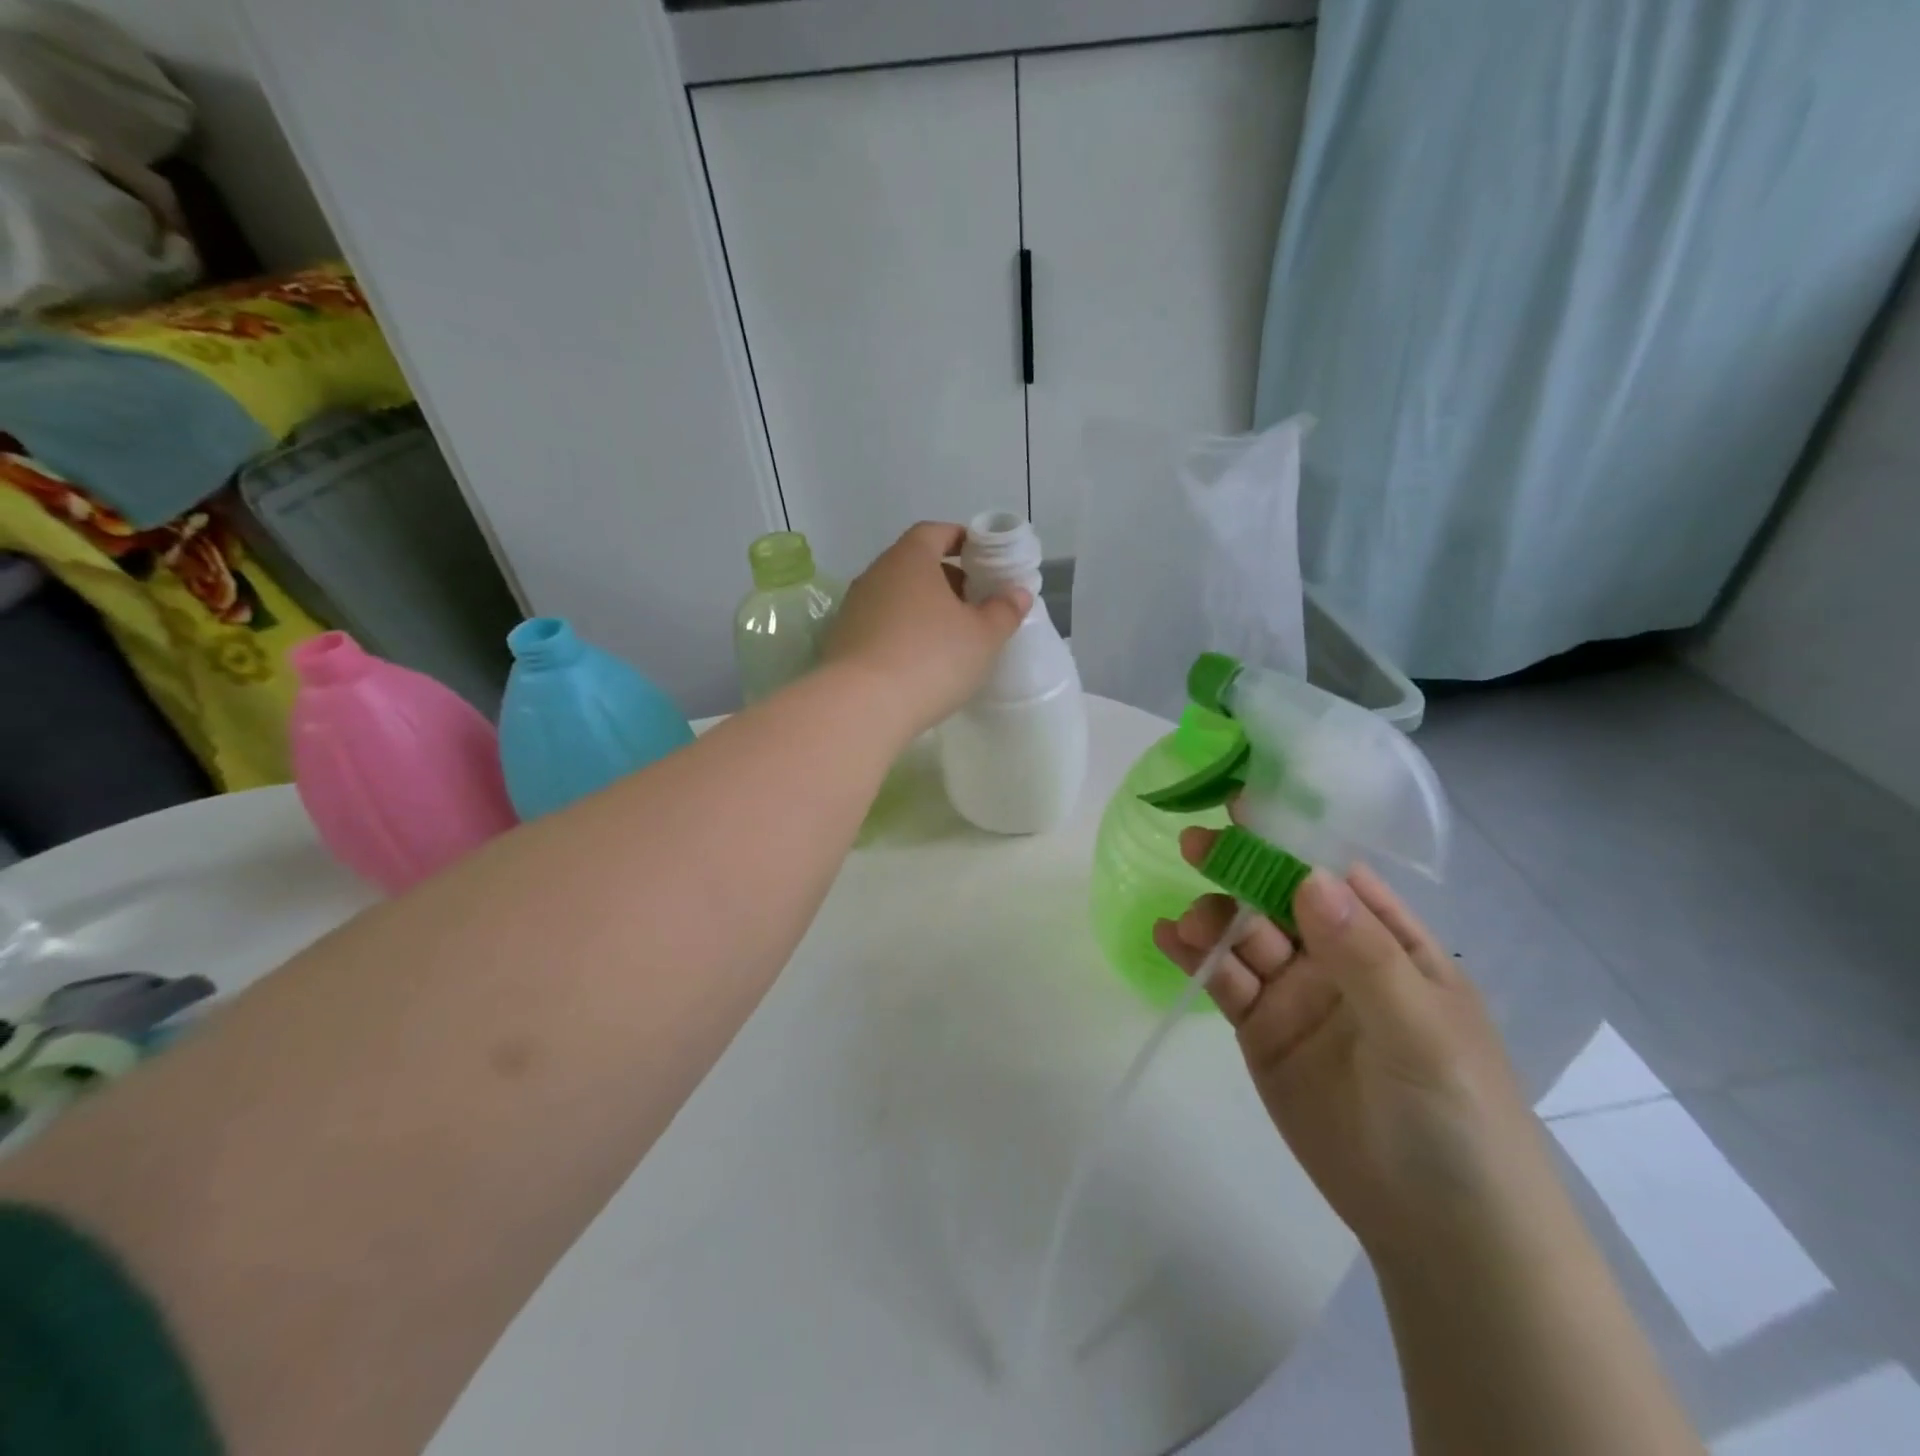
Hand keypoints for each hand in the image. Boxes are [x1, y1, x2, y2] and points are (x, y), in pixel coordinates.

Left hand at [822, 522, 1029, 735]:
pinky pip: (880, 624)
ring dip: (923, 608)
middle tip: (973, 602)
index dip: (960, 540)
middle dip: (946, 578)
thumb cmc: (931, 658)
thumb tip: (1017, 592)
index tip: (982, 557)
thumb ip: (1004, 610)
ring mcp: (854, 607)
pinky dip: (902, 632)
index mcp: (910, 559)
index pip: (935, 533)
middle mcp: (876, 574)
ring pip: (896, 596)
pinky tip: (919, 660)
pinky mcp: (843, 640)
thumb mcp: (983, 636)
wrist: (861, 706)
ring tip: (949, 636)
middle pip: (914, 564)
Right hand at [1152, 836, 1557, 1261]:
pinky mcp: (1260, 1031)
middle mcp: (1337, 958)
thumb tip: (1308, 877)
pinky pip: (1224, 982)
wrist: (1440, 1231)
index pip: (1334, 874)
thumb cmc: (1457, 1117)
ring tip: (1191, 924)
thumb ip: (1363, 954)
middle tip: (1195, 844)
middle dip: (1240, 868)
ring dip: (1214, 918)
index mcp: (1388, 942)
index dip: (1292, 838)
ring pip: (1245, 937)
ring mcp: (1295, 994)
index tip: (1246, 805)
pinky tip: (1168, 937)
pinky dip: (1195, 957)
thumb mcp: (1421, 1030)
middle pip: (1278, 898)